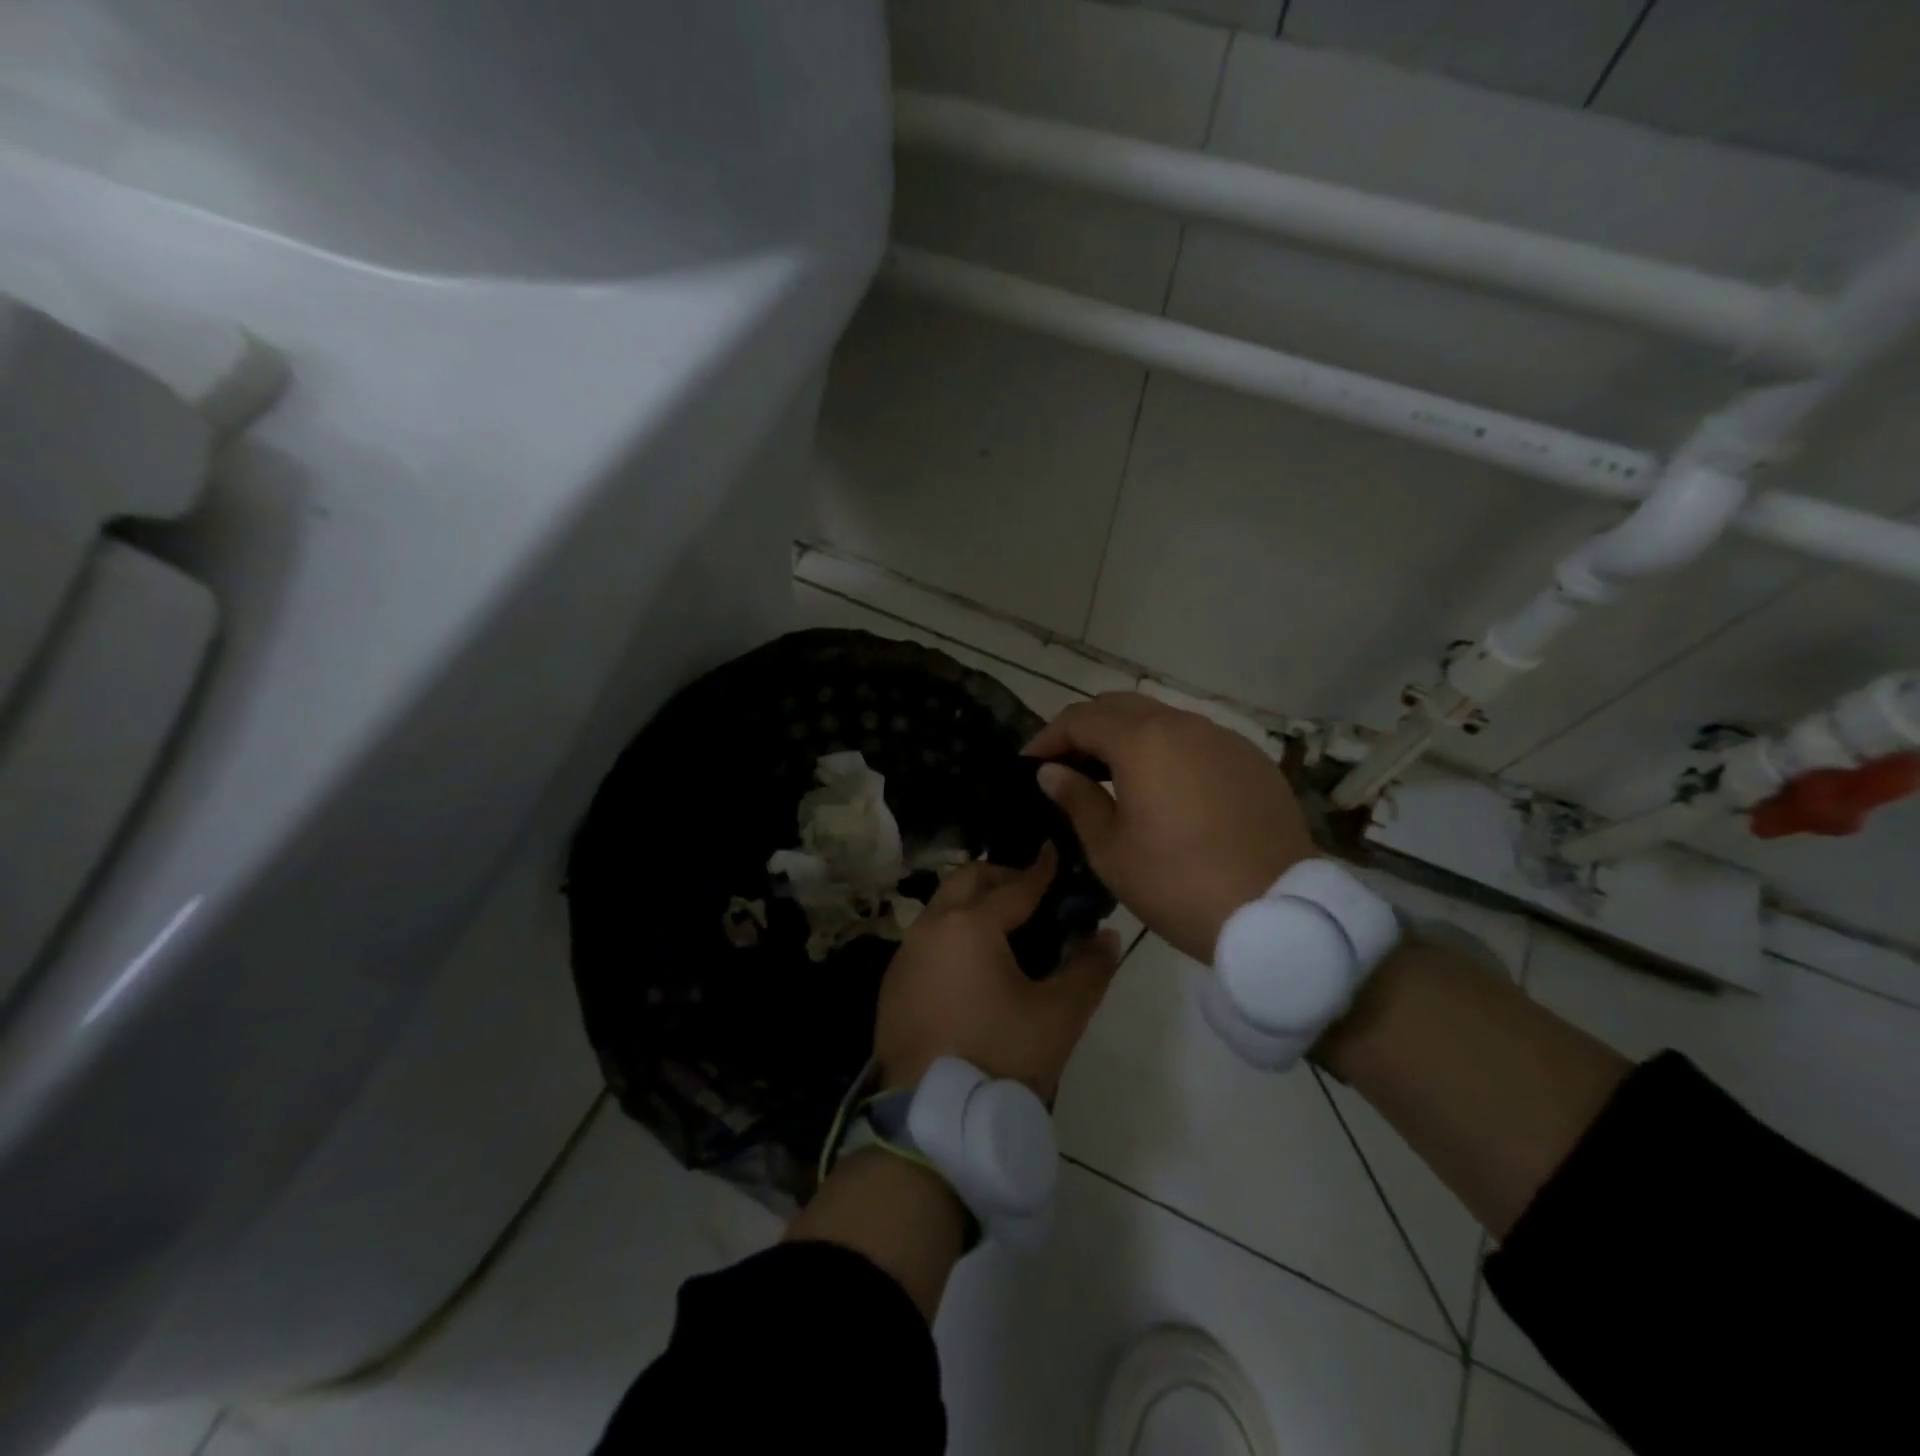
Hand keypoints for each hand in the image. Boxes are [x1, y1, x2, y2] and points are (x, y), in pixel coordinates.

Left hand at [875, 845, 1121, 1098]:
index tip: (1055, 852)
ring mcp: (906, 953)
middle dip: (1000, 876)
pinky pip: (927, 936)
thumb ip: (1088, 969)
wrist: (931, 1118)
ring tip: (1005, 923)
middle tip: (1032, 890)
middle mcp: (931, 926)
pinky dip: (952, 929)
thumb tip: (1106, 936)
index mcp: (970, 925)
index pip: (1015, 887)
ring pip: (942, 905)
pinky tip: (971, 960)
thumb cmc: (1000, 1057)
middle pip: (967, 880)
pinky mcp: (893, 981)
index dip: (1040, 870)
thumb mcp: (1058, 1016)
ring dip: (972, 901)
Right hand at [1024, 693, 1314, 964]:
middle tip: (1067, 763)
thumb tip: (1052, 772)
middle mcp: (1184, 725)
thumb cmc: (1177, 883)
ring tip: (1113, 775)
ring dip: (1129, 738)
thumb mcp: (1111, 849)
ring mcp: (1224, 739)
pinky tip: (1166, 789)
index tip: (1030, 764)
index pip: (1081, 718)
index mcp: (1143, 741)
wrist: (1276, 914)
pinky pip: (1198, 742)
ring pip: (1163, 720)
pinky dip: (1169, 752)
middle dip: (1087, 728)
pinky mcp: (1252, 761)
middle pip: (1122, 706)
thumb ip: (1077, 799)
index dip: (1049, 737)